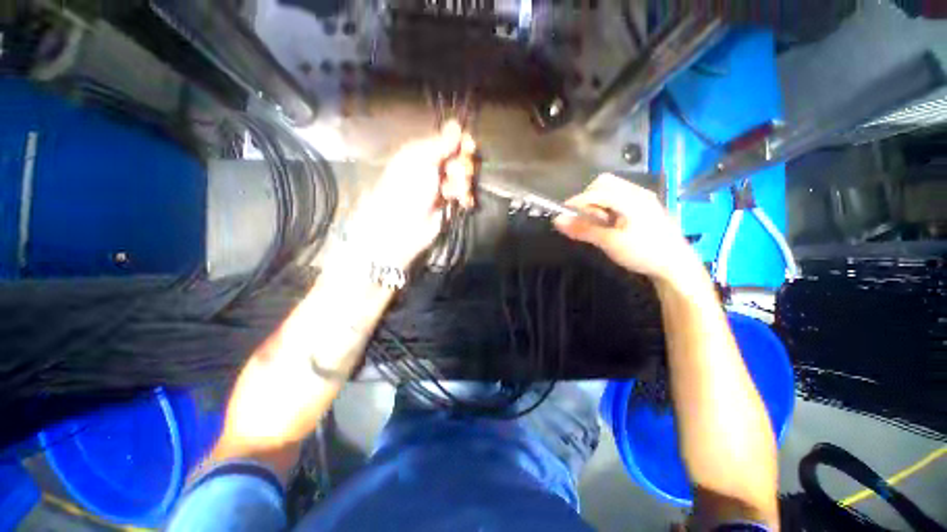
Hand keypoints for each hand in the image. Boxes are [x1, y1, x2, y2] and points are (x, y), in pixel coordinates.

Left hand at [346, 121, 476, 268]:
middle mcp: (434, 168)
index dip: (461, 143)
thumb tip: (456, 123)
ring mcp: (441, 187)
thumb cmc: (408, 188)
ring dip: (462, 184)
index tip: (469, 148)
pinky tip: (462, 202)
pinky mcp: (448, 204)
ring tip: (453, 193)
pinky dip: (465, 197)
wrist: (403, 225)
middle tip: (455, 174)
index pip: (449, 141)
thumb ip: (441, 143)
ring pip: (463, 178)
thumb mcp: (422, 159)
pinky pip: (463, 195)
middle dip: (462, 167)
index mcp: (423, 152)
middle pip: (460, 159)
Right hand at [554, 174, 700, 283]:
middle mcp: (637, 192)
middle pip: (603, 184)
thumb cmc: (643, 253)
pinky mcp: (644, 207)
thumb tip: (557, 220)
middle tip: (585, 220)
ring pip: (610, 191)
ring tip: (598, 224)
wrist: (677, 266)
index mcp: (630, 198)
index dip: (576, 202)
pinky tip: (609, 224)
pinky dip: (607, 208)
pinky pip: (618, 199)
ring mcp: (642, 198)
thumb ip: (583, 229)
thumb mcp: (610, 242)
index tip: (562, 217)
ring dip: (597, 204)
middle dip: (588, 199)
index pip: (595, 191)